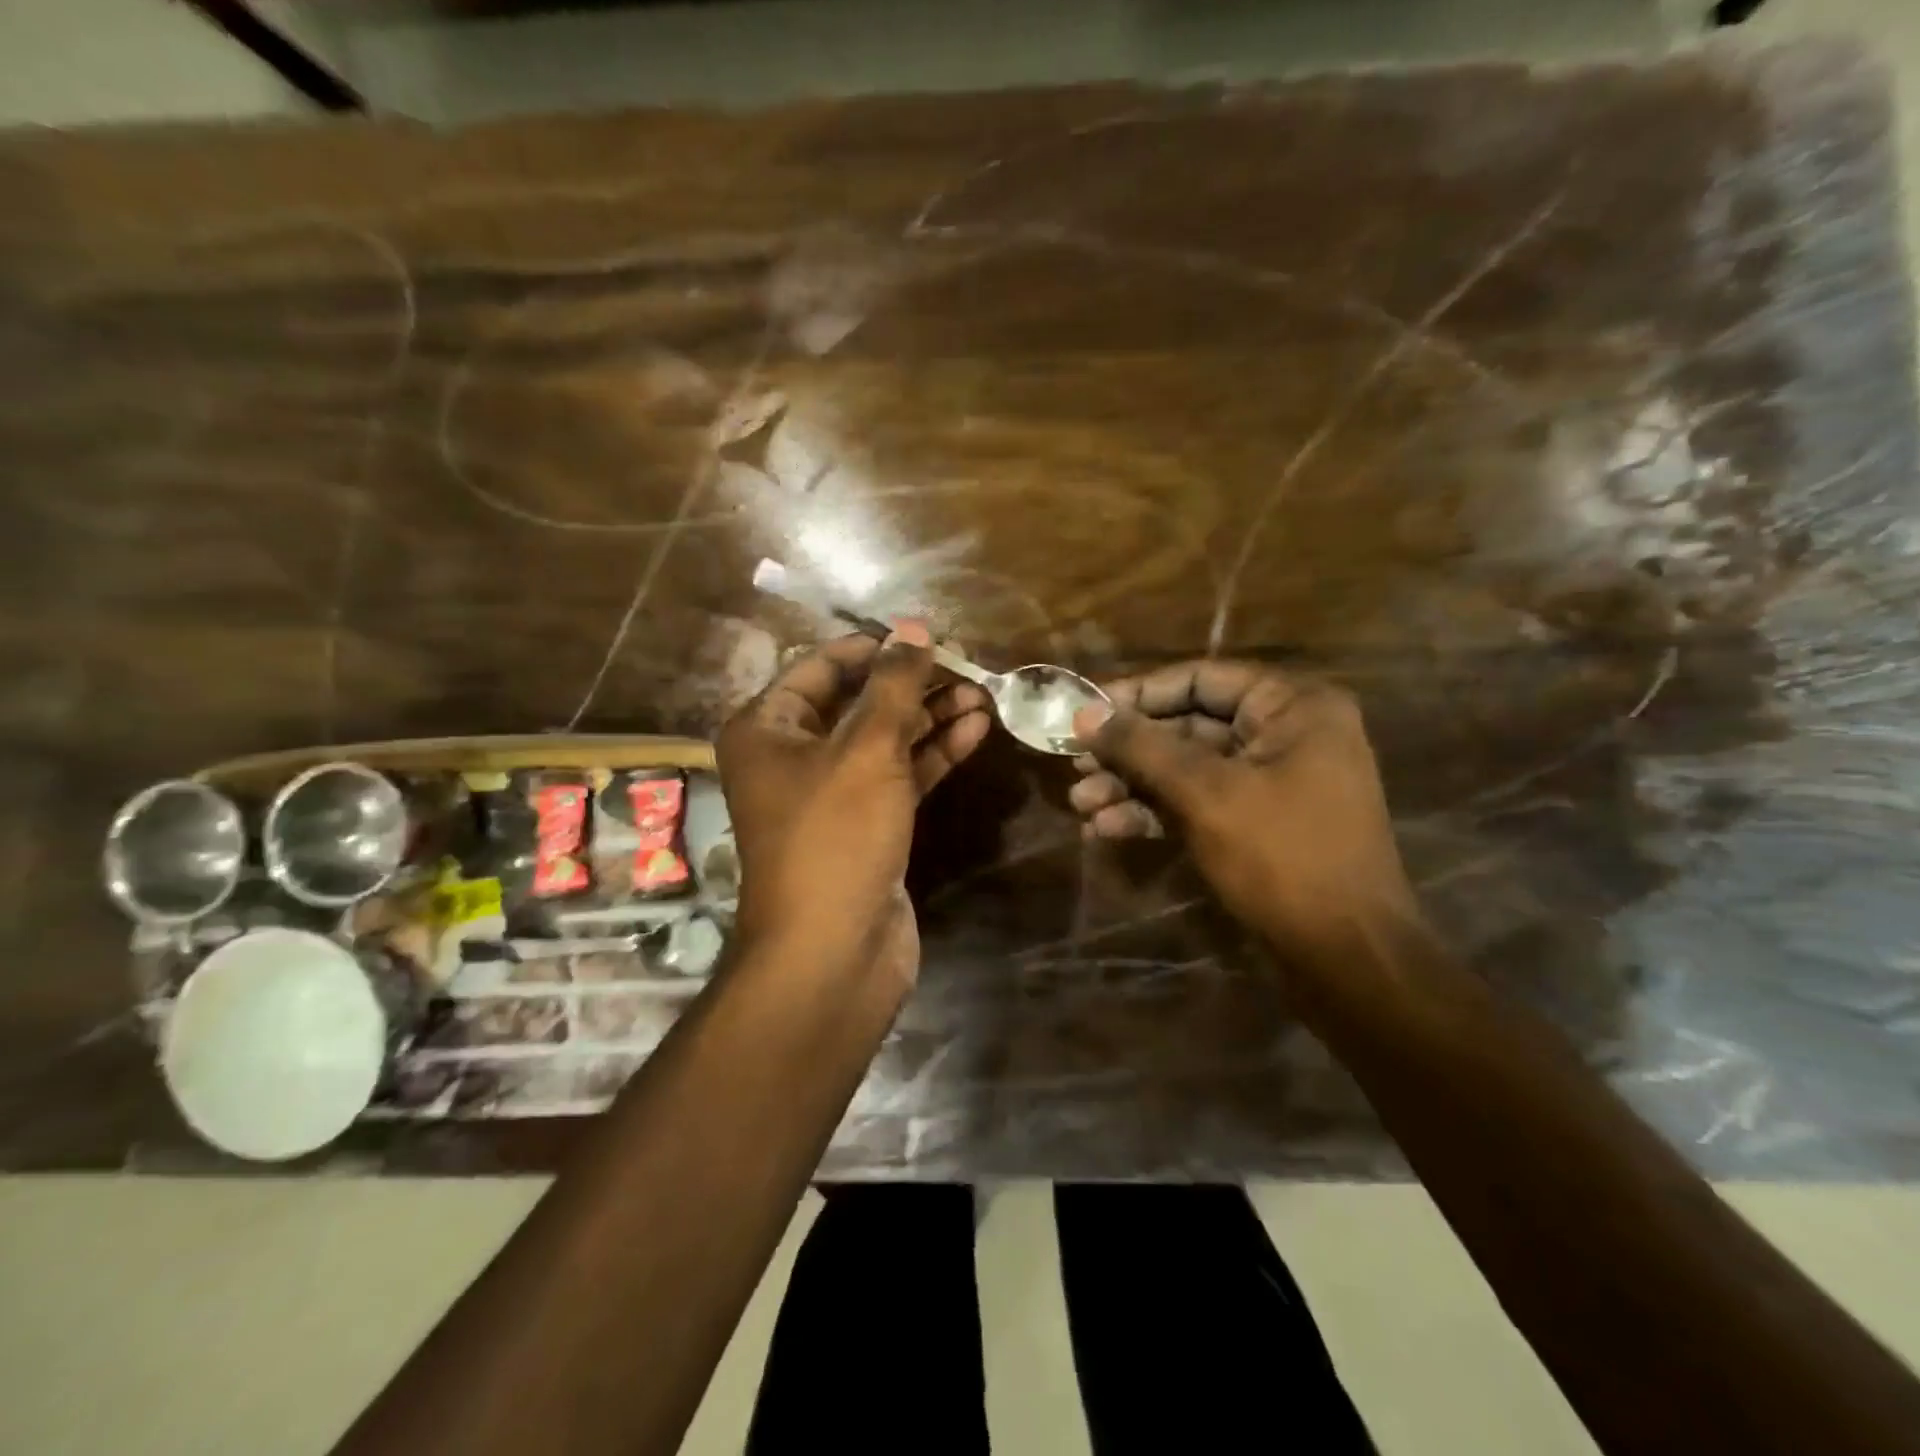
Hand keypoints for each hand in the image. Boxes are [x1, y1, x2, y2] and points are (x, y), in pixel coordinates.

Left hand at [718, 624, 992, 986]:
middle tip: (966, 668)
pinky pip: (898, 775)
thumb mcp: (866, 749)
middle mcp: (792, 756)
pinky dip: (932, 754)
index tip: (928, 638)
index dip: (875, 649)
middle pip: (857, 702)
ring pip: (883, 740)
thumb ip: (894, 685)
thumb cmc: (835, 836)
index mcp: (767, 728)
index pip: (822, 666)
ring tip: (983, 697)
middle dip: (912, 685)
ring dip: (930, 718)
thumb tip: (914, 628)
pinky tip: (975, 732)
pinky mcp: (865, 823)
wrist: (834, 950)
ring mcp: (830, 793)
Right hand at [1070, 661, 1416, 959]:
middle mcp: (1284, 734)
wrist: (1347, 959)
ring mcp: (1270, 782)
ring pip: (1185, 769)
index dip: (1137, 694)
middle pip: (1187, 725)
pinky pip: (1195, 803)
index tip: (1084, 712)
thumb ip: (1142, 747)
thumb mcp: (1205, 793)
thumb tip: (1084, 714)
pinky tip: (1106, 830)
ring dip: (1131, 786)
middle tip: (1074, 764)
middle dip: (1128, 751)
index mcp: (1293, 707)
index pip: (1200, 678)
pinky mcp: (1255, 823)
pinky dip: (1152, 813)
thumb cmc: (1283, 858)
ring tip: (1081, 806)